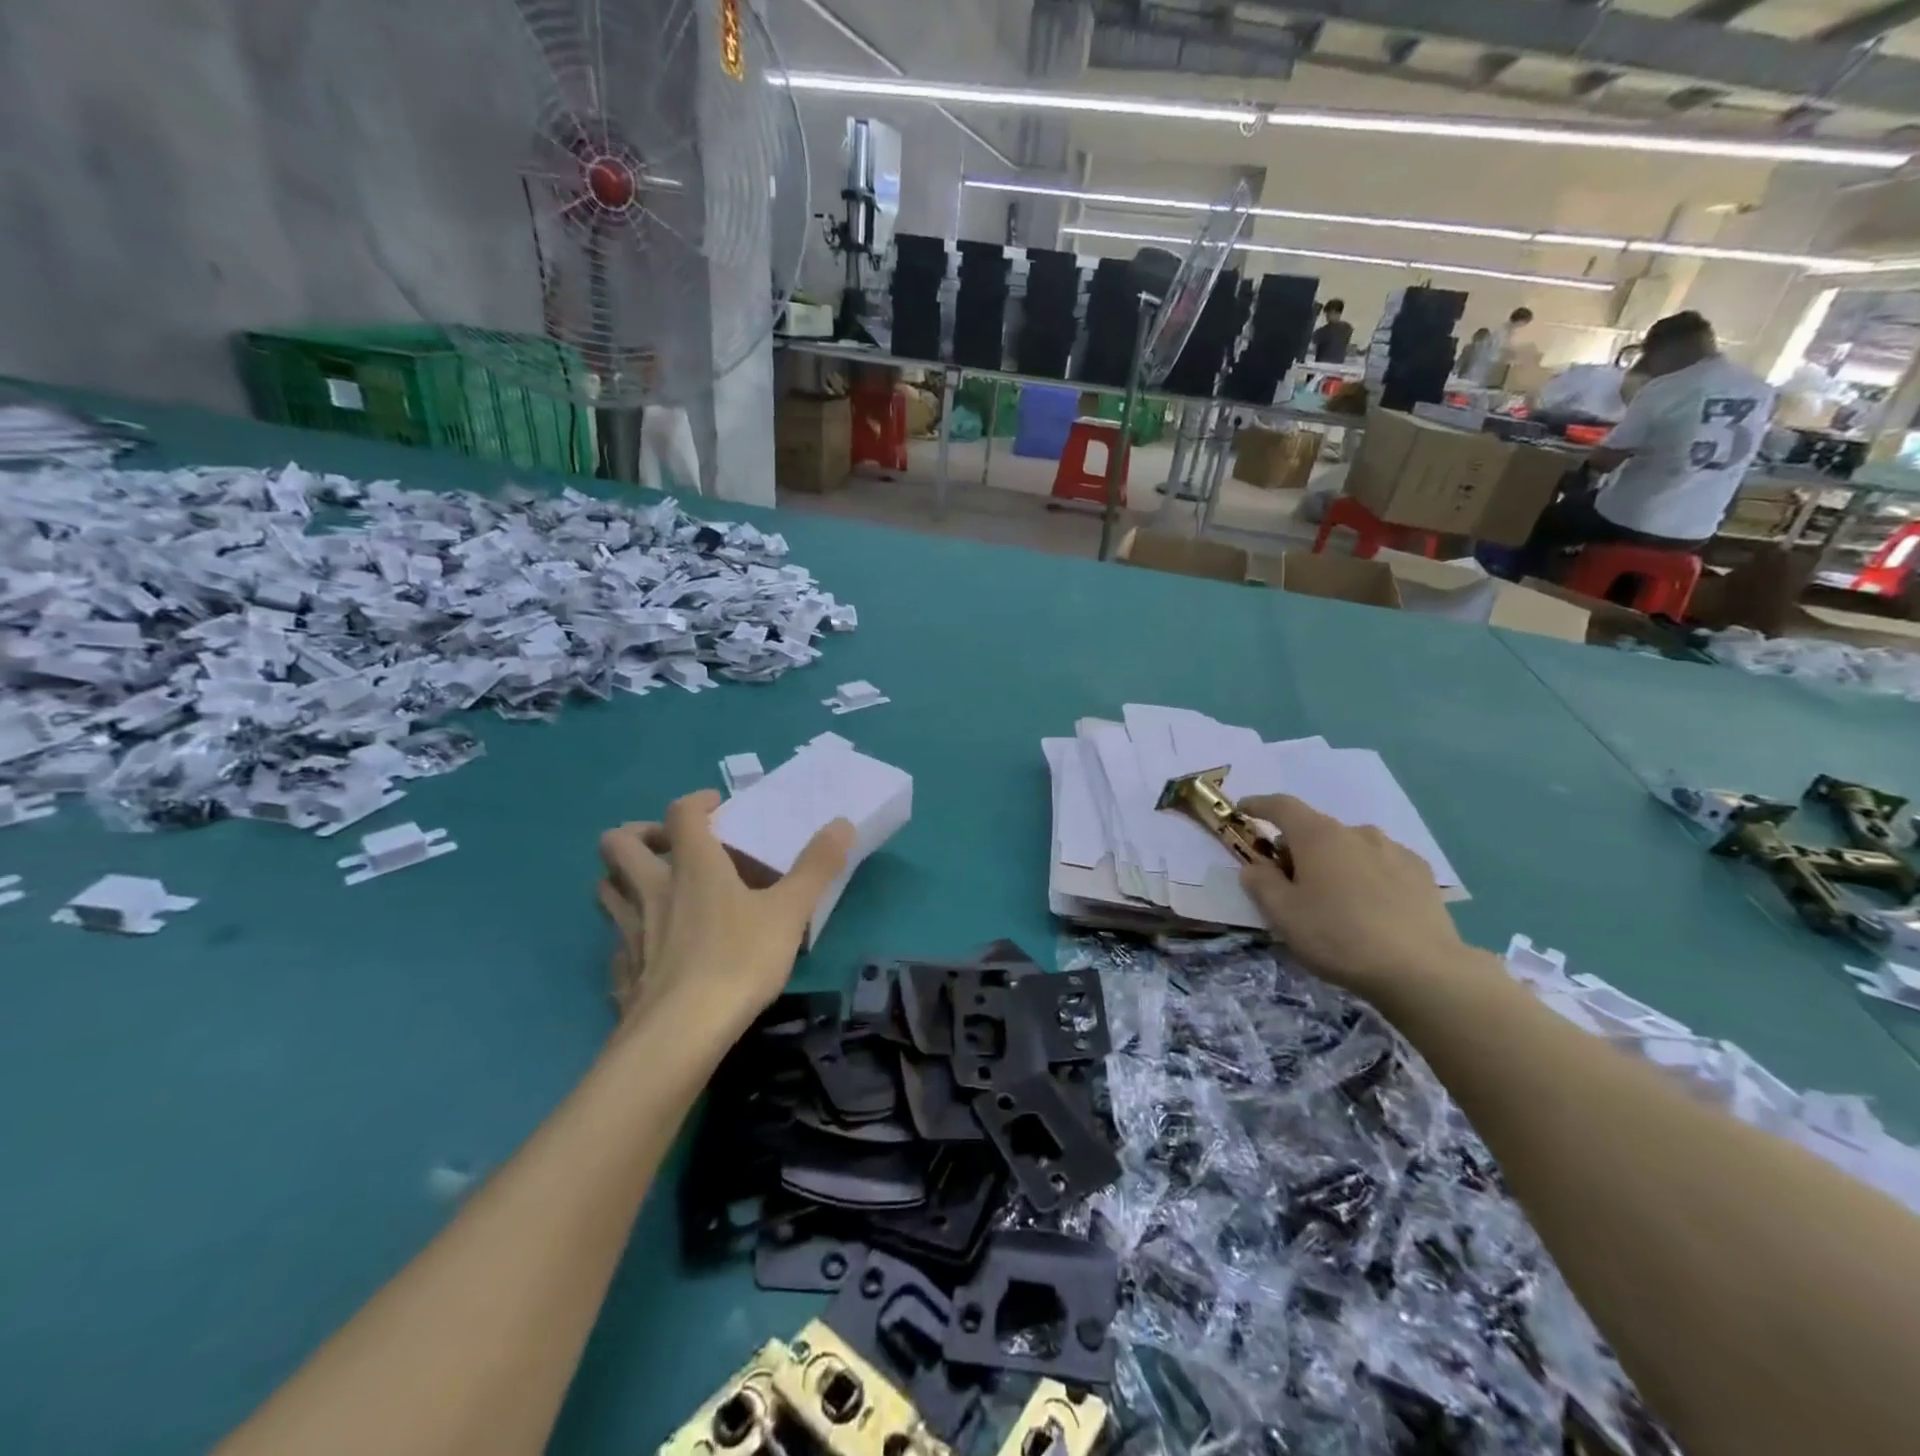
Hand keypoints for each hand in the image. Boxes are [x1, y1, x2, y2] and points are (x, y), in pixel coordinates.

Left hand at [598, 790, 853, 1032]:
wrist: (681, 1033)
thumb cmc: (738, 960)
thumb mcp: (790, 911)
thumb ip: (816, 866)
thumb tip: (842, 823)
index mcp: (693, 866)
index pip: (681, 814)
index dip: (696, 802)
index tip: (716, 806)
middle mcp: (653, 889)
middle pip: (618, 843)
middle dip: (637, 834)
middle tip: (668, 845)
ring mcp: (629, 931)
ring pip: (606, 889)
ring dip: (622, 879)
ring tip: (653, 889)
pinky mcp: (621, 971)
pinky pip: (614, 941)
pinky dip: (627, 935)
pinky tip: (650, 949)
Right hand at [1237, 794, 1468, 999]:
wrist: (1422, 971)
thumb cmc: (1339, 937)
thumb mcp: (1282, 915)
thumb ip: (1260, 883)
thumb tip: (1255, 867)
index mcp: (1318, 836)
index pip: (1281, 806)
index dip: (1259, 805)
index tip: (1244, 809)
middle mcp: (1357, 832)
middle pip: (1316, 829)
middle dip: (1297, 848)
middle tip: (1289, 883)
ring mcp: (1394, 850)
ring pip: (1351, 847)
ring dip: (1334, 862)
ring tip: (1334, 899)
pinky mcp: (1421, 874)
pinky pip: (1381, 864)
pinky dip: (1366, 875)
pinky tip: (1371, 907)